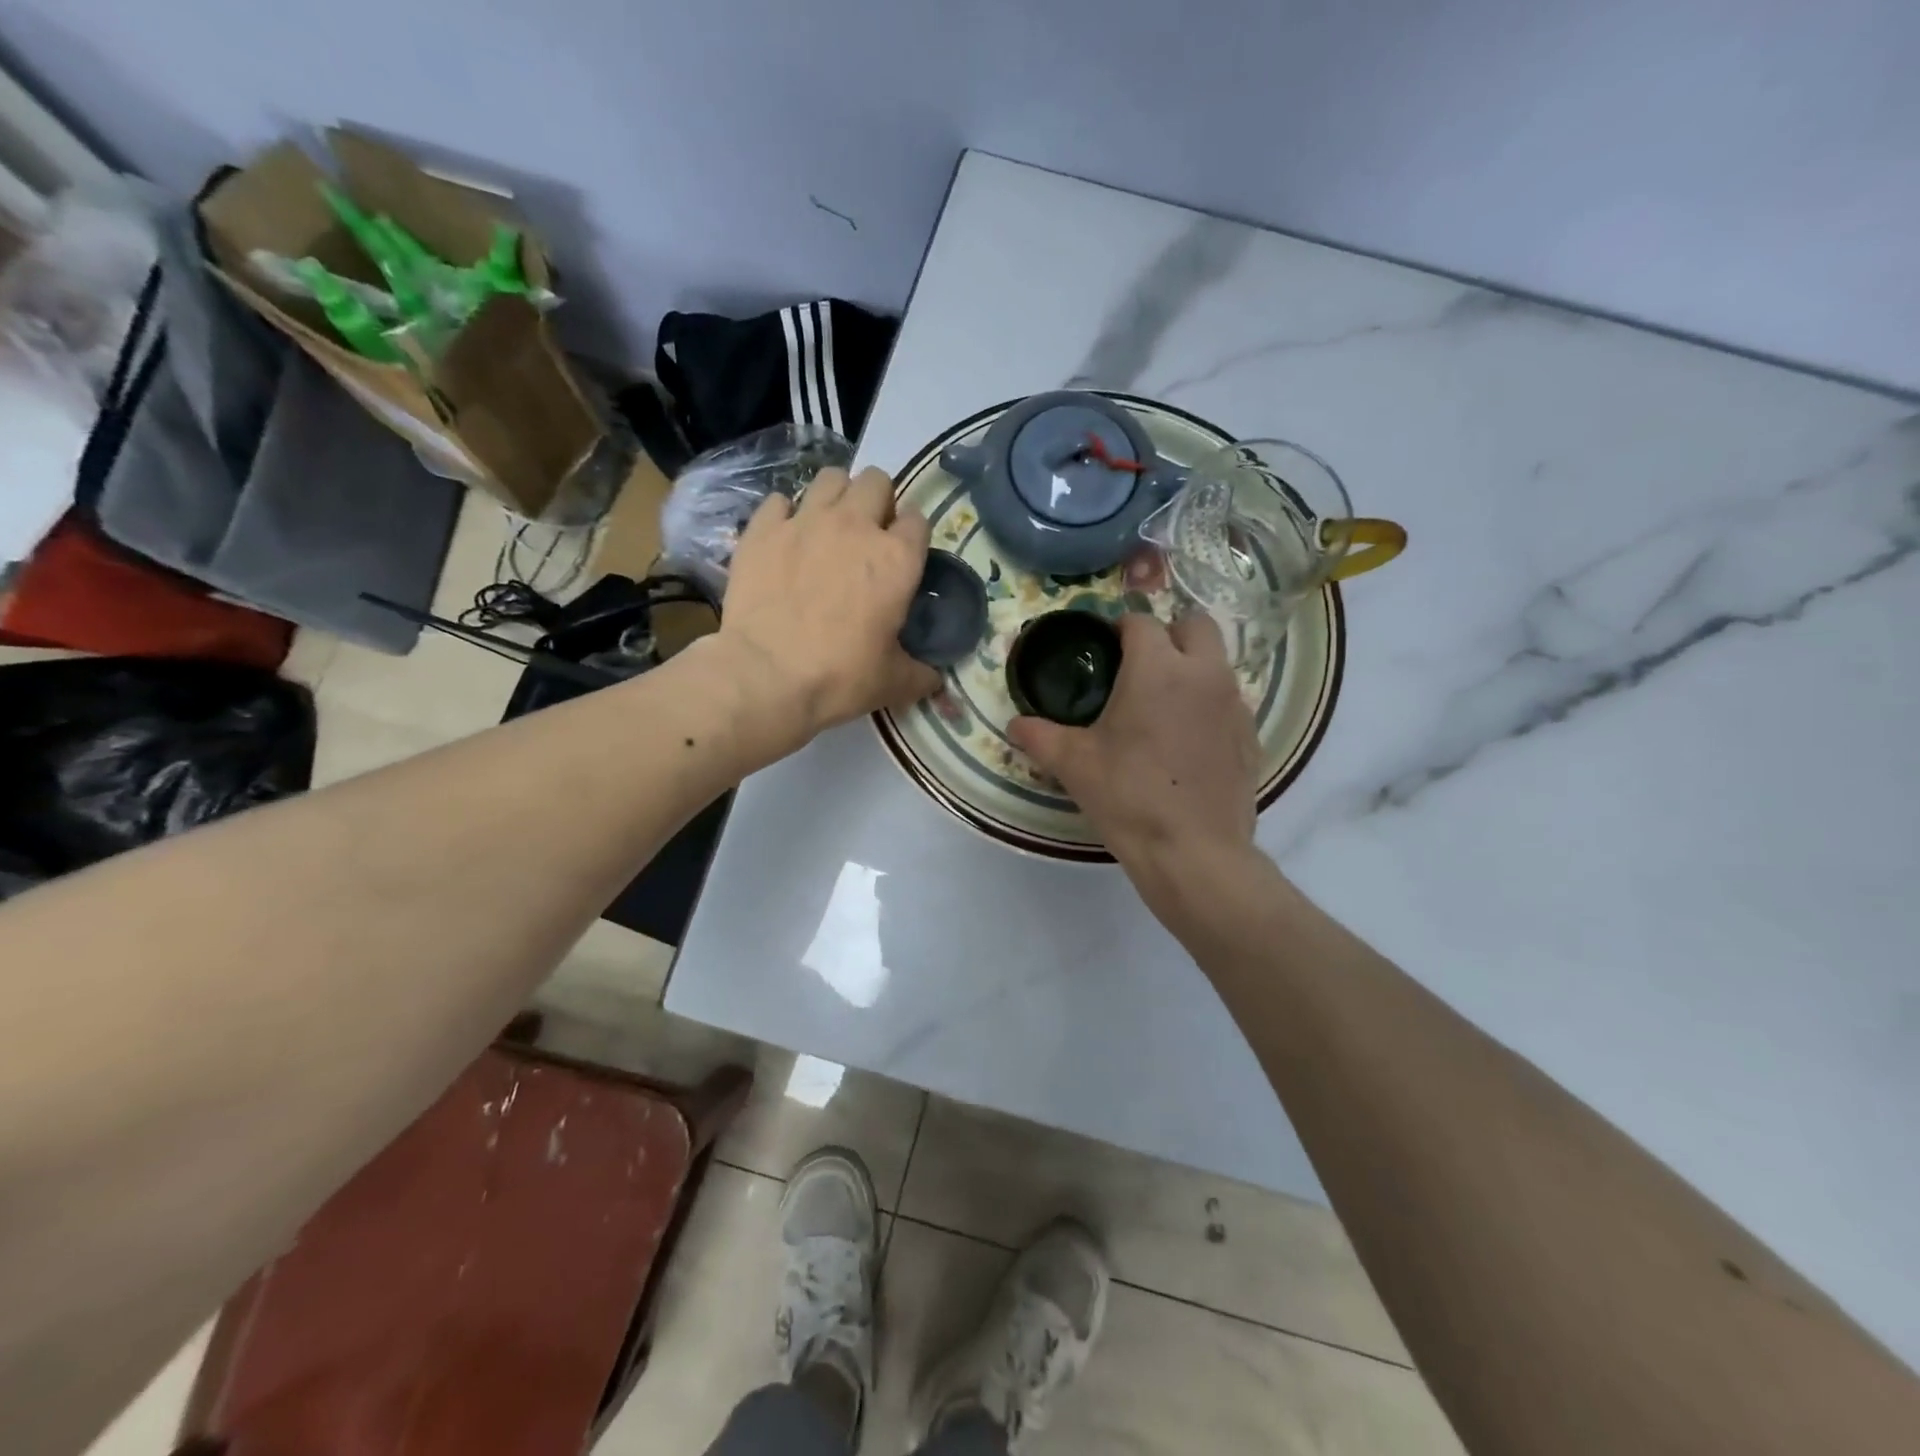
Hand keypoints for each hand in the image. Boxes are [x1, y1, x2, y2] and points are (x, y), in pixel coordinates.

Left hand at [717, 466, 939, 756]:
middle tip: (868, 536)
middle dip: (877, 501)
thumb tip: (934, 679)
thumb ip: (920, 674)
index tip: (904, 556)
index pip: (918, 520)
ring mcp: (805, 521)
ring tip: (829, 527)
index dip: (912, 536)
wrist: (766, 677)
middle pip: (876, 481)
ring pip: (831, 477)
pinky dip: (786, 514)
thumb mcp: (893, 684)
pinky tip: (785, 539)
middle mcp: (855, 526)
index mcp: (897, 559)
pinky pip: (779, 500)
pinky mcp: (762, 530)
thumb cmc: (840, 678)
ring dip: (836, 496)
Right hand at [1009, 612, 1261, 915]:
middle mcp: (1204, 673)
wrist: (1194, 853)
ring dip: (1192, 667)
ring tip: (1164, 705)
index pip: (1141, 622)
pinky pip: (1231, 702)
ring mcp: (1235, 704)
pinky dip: (1210, 705)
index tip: (1105, 647)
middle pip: (1195, 624)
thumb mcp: (1074, 765)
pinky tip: (1189, 742)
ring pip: (1218, 662)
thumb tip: (1015, 725)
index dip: (1119, 629)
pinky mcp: (1251, 736)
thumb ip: (1040, 737)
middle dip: (1169, 634)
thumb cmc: (1128, 797)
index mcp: (1158, 669)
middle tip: (1141, 666)